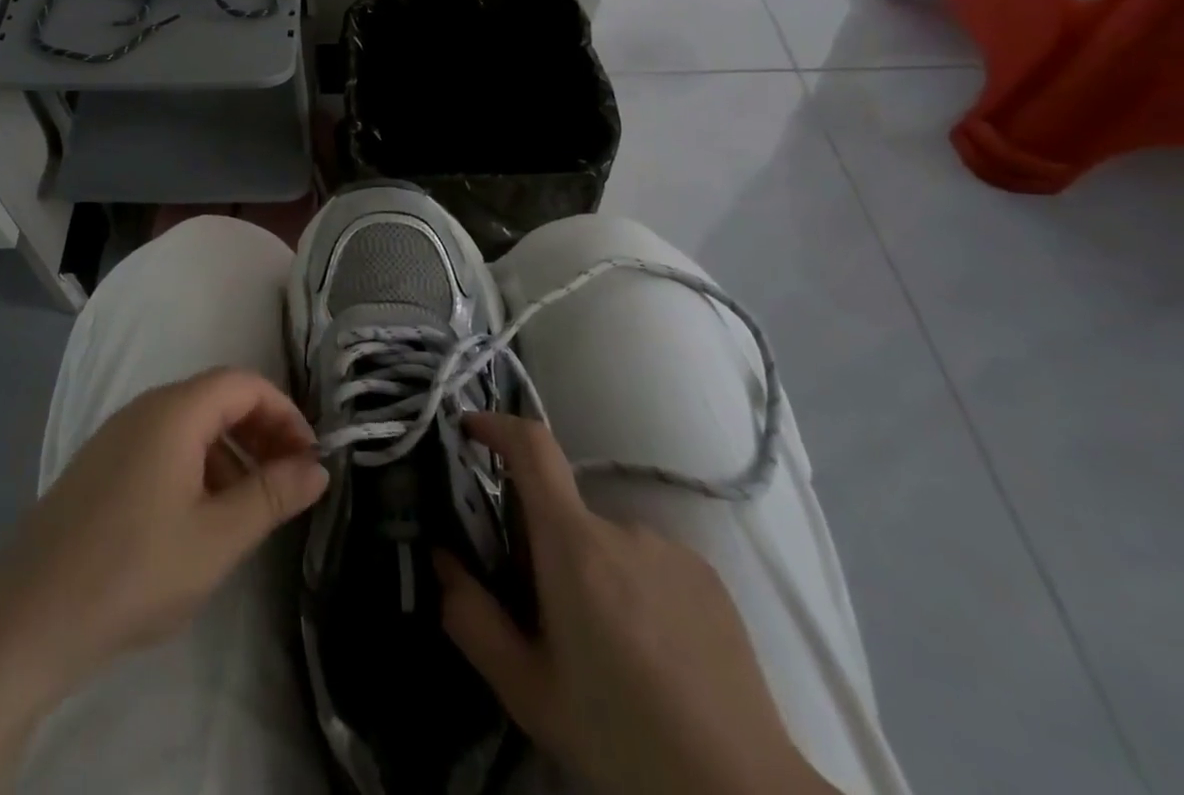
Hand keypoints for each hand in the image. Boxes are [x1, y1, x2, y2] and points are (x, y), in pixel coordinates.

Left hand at [0, 365, 328, 684]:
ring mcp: (118, 435)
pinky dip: (198, 465)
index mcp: (175, 411)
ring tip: (250, 506)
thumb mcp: (216, 538)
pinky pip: (163, 445)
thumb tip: (317, 467)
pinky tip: (200, 517)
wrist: (26, 619)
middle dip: (261, 431)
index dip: (284, 412)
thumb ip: (272, 495)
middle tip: (288, 480)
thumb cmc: (133, 571)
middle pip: (218, 398)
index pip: (244, 384)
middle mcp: (145, 408)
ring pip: (191, 424)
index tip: (308, 457)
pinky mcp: (101, 465)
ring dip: (231, 452)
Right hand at [436, 413, 836, 794]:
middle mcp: (622, 527)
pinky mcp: (707, 575)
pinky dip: (632, 587)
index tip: (470, 429)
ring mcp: (670, 548)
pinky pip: (648, 561)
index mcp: (574, 544)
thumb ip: (471, 618)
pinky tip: (651, 654)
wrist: (742, 794)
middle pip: (563, 512)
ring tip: (606, 649)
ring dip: (591, 572)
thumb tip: (441, 559)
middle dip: (543, 547)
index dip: (497, 425)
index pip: (532, 447)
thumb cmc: (621, 737)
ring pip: (606, 542)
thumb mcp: (527, 691)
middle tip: (544, 615)